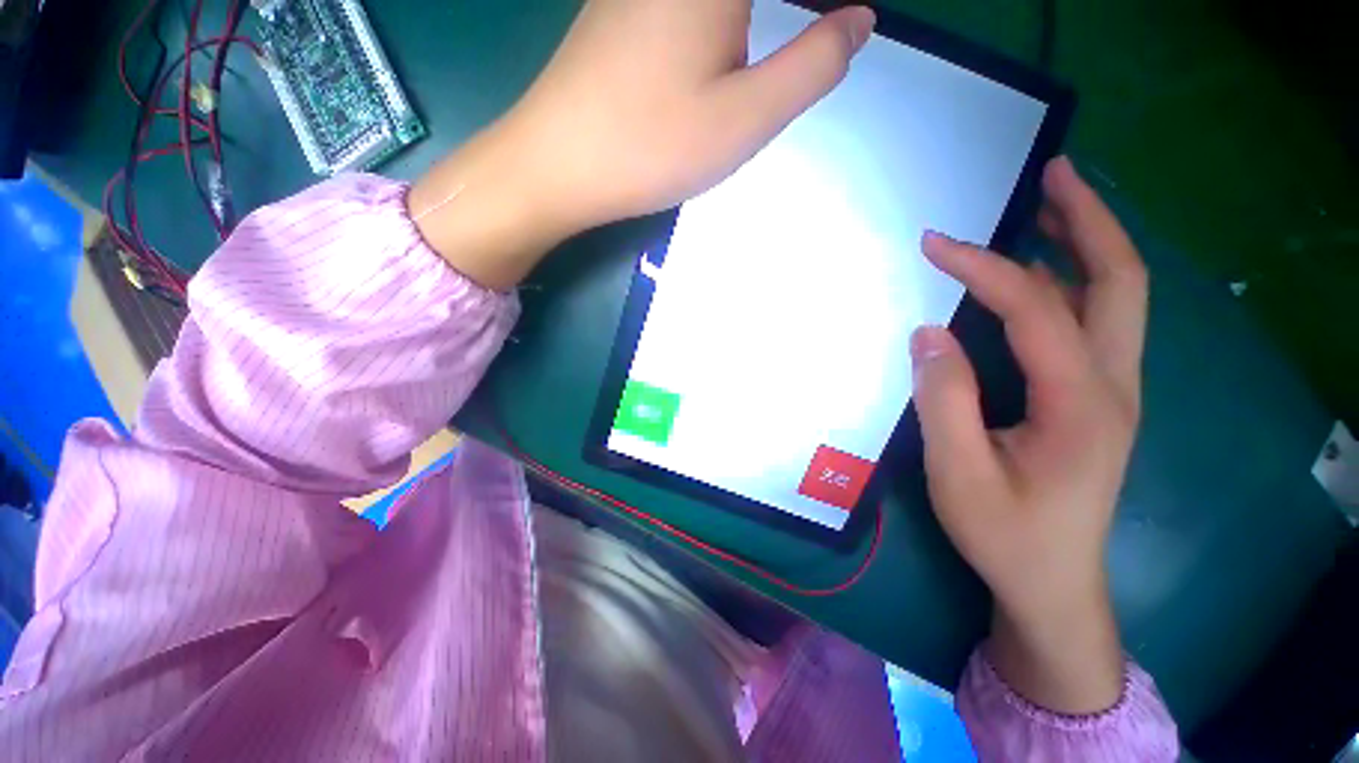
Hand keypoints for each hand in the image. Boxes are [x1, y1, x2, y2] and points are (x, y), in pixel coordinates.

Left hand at [409, 0, 875, 290]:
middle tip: (820, 36)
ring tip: (773, 55)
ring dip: (754, 22)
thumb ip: (813, 65)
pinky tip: (726, 48)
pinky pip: (687, 6)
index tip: (840, 27)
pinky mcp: (621, 7)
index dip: (822, 7)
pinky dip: (724, 22)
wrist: (559, 165)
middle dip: (787, 17)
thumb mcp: (746, 118)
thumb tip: (858, 20)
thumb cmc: (653, 145)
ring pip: (720, 2)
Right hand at [911, 157, 1147, 713]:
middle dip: (1088, 219)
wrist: (1052, 583)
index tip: (933, 243)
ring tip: (1048, 204)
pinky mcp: (1097, 398)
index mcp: (1082, 403)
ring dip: (1085, 242)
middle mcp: (1113, 384)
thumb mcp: (958, 473)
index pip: (1035, 308)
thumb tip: (929, 332)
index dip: (982, 267)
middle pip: (1119, 279)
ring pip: (1116, 296)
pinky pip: (1094, 321)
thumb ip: (944, 399)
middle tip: (1053, 173)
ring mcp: (1112, 390)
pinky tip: (1040, 274)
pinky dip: (1071, 281)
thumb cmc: (1005, 535)